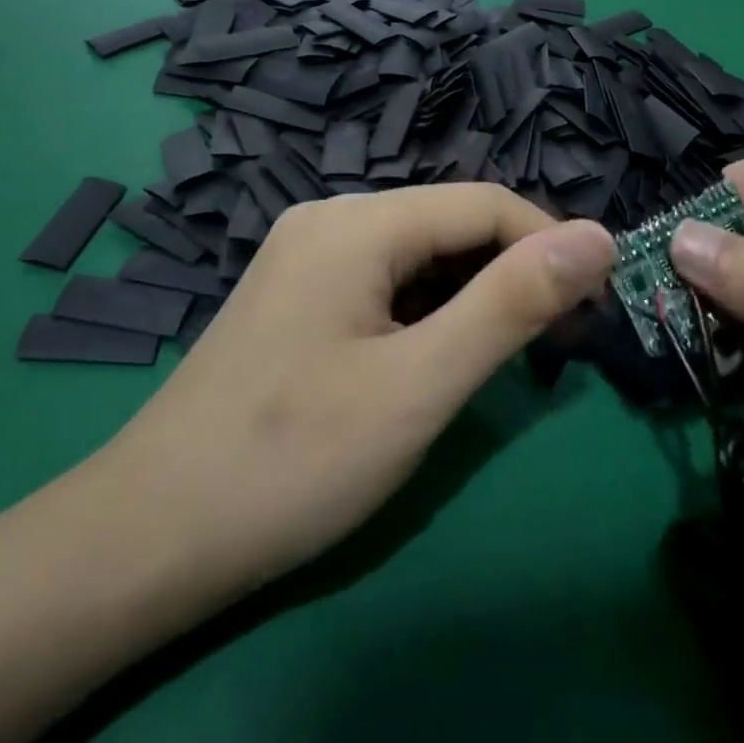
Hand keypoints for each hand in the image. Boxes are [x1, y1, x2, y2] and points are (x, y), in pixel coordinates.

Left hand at [98, 186, 614, 605]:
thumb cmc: (291, 462)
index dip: (550, 244)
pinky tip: (439, 356)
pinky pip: (385, 283)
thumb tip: (597, 236)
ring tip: (512, 355)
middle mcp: (329, 220)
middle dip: (514, 272)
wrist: (146, 539)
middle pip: (450, 224)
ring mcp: (306, 258)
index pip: (484, 203)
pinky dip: (430, 311)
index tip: (597, 305)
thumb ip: (512, 303)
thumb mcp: (419, 384)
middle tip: (561, 342)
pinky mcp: (297, 297)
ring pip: (420, 256)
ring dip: (475, 295)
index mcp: (356, 223)